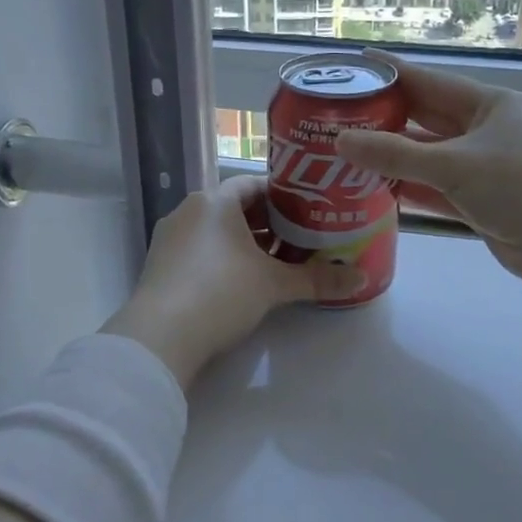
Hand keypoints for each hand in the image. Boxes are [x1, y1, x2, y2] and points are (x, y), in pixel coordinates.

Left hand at [102, 176, 359, 387]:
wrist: (161, 336)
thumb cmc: (222, 293)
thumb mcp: (274, 285)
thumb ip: (317, 279)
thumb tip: (360, 278)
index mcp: (214, 200)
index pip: (255, 185)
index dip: (284, 197)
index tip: (309, 212)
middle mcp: (189, 211)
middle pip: (236, 208)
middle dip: (268, 224)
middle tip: (300, 240)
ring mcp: (170, 238)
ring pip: (217, 232)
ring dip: (246, 244)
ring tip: (277, 263)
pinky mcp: (161, 266)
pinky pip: (200, 251)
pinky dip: (223, 260)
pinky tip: (242, 283)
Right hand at [334, 58, 521, 292]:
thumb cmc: (521, 186)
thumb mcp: (454, 165)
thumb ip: (395, 155)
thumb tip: (341, 141)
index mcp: (490, 105)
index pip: (430, 82)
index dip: (392, 73)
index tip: (355, 66)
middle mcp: (486, 131)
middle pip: (426, 119)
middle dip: (385, 118)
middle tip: (340, 115)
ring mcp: (483, 167)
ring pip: (428, 157)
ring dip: (393, 158)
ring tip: (346, 154)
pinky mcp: (480, 201)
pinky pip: (435, 187)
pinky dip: (408, 187)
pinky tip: (374, 187)